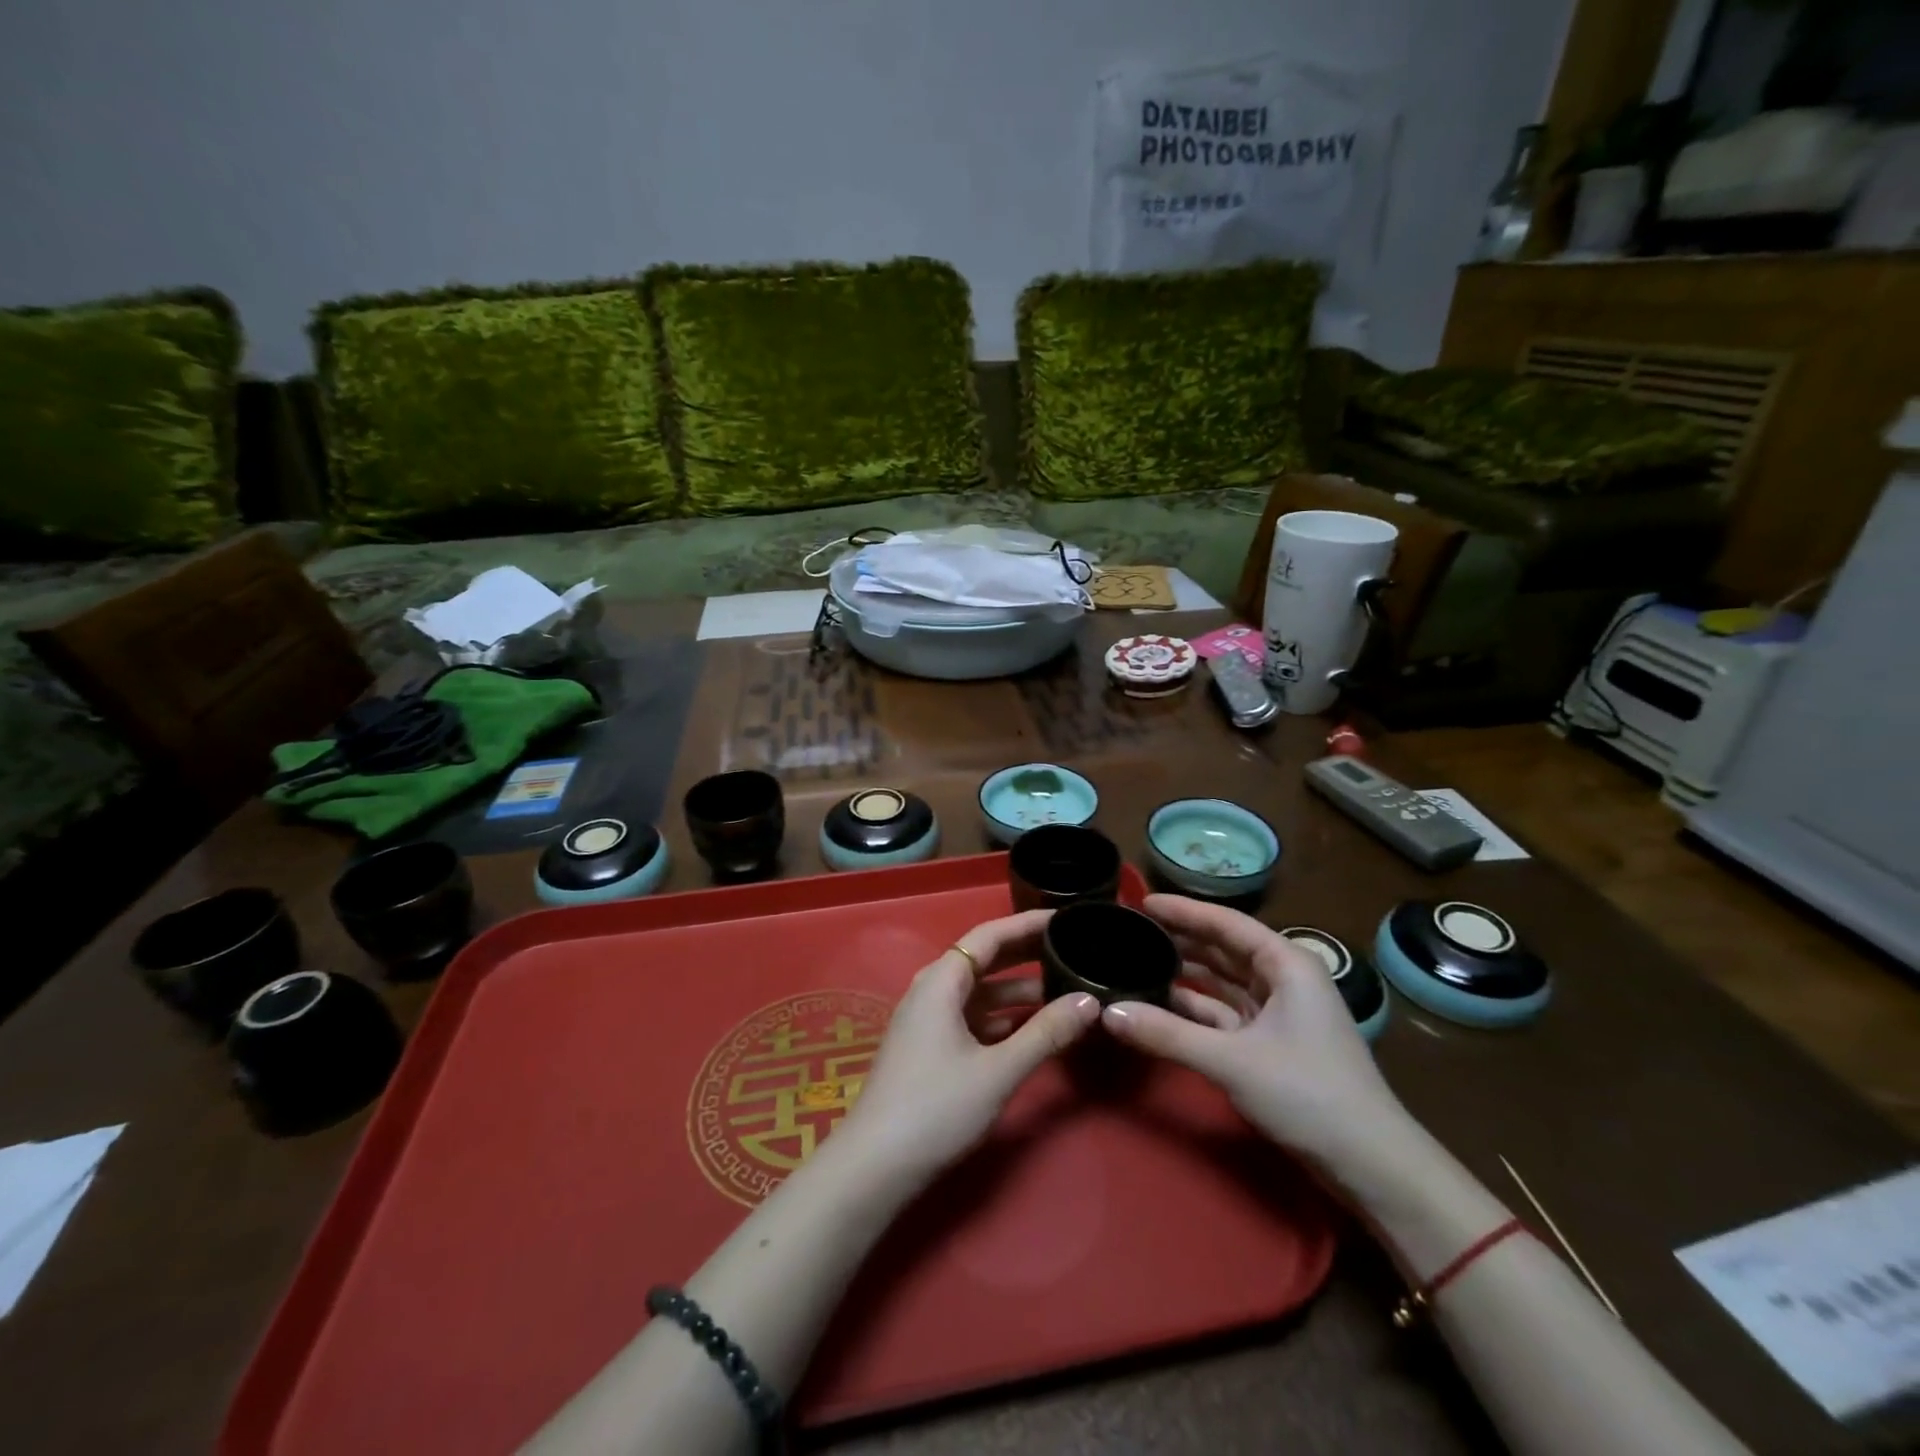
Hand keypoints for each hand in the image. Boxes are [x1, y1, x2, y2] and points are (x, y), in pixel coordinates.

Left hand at [839, 910, 1101, 1183]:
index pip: (990, 935)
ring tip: (1063, 989)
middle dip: (1026, 953)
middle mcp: (932, 990)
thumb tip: (1090, 1001)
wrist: (875, 1165)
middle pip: (984, 959)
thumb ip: (1046, 1033)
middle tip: (1072, 948)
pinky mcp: (929, 1046)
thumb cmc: (936, 1107)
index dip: (1027, 924)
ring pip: (980, 992)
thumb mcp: (998, 1070)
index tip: (1065, 918)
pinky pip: (972, 1016)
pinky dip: (1003, 1016)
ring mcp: (928, 1019)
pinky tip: (1031, 1027)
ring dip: (1018, 990)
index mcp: (942, 981)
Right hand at [1101, 894, 1415, 1177]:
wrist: (1371, 1165)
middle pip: (1224, 948)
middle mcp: (1284, 979)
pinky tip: (1162, 1005)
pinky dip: (1195, 1008)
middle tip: (1133, 930)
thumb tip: (1108, 1013)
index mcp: (1287, 964)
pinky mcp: (1272, 1043)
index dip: (1183, 911)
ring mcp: (1280, 1012)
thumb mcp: (1232, 1061)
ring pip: (1223, 981)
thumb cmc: (1308, 1094)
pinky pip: (1225, 1012)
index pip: (1226, 923)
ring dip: (1186, 974)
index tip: (1142, 902)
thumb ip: (1168, 1034)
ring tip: (1140, 961)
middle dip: (1182, 939)